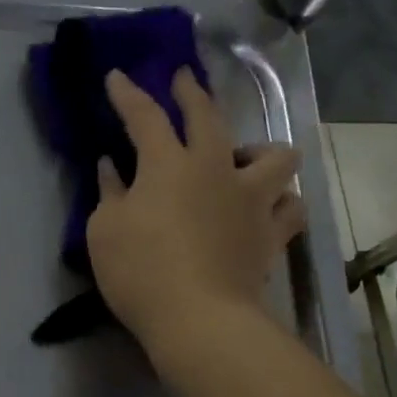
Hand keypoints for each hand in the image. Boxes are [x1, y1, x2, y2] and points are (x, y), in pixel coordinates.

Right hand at [87, 68, 303, 354]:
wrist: (199, 319)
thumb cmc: (140, 271)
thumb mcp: (104, 231)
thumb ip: (110, 192)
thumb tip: (112, 167)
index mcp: (168, 164)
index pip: (145, 116)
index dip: (128, 94)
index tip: (117, 76)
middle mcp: (215, 169)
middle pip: (210, 116)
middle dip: (193, 92)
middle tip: (184, 79)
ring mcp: (252, 200)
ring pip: (276, 155)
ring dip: (260, 151)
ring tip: (244, 160)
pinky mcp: (272, 234)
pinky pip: (292, 207)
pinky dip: (282, 202)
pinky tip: (271, 207)